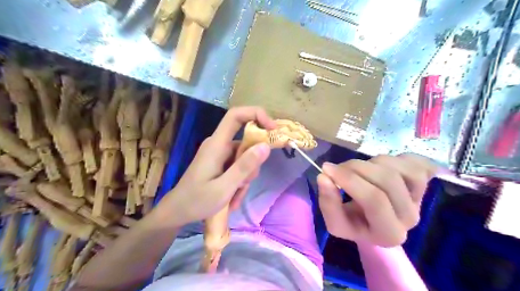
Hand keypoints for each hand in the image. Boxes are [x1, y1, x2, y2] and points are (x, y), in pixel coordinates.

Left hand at [155, 107, 273, 226]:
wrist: (177, 212)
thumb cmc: (196, 201)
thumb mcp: (223, 188)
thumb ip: (244, 167)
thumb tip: (265, 146)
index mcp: (217, 144)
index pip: (236, 115)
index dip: (256, 114)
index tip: (273, 129)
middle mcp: (219, 145)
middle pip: (246, 141)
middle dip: (252, 163)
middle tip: (244, 184)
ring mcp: (219, 154)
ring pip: (245, 157)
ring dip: (245, 177)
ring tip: (234, 196)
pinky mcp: (220, 163)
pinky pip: (238, 167)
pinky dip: (239, 181)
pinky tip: (232, 197)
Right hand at [317, 154, 434, 246]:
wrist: (375, 223)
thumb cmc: (354, 222)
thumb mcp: (335, 221)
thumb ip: (328, 203)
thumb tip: (323, 177)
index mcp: (388, 233)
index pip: (374, 200)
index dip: (349, 180)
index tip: (326, 169)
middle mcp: (410, 218)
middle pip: (388, 180)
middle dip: (357, 167)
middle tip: (340, 167)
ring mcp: (422, 199)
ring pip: (400, 168)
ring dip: (373, 162)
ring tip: (361, 169)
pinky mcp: (427, 184)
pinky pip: (417, 162)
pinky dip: (398, 158)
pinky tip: (384, 166)